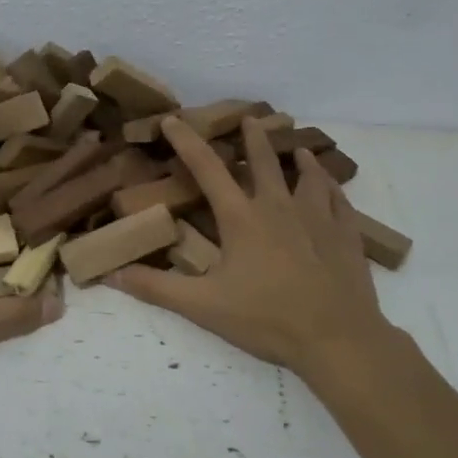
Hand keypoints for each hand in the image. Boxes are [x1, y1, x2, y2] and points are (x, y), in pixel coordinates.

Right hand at [111, 116, 398, 386]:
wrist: (338, 339)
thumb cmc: (267, 319)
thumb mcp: (203, 306)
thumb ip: (156, 288)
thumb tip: (111, 274)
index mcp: (241, 218)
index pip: (207, 169)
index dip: (187, 141)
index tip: (173, 119)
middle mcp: (279, 207)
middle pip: (264, 161)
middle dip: (253, 137)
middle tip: (250, 118)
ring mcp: (317, 218)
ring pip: (309, 175)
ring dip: (300, 158)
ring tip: (298, 148)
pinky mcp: (346, 235)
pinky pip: (339, 200)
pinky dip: (332, 186)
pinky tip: (331, 185)